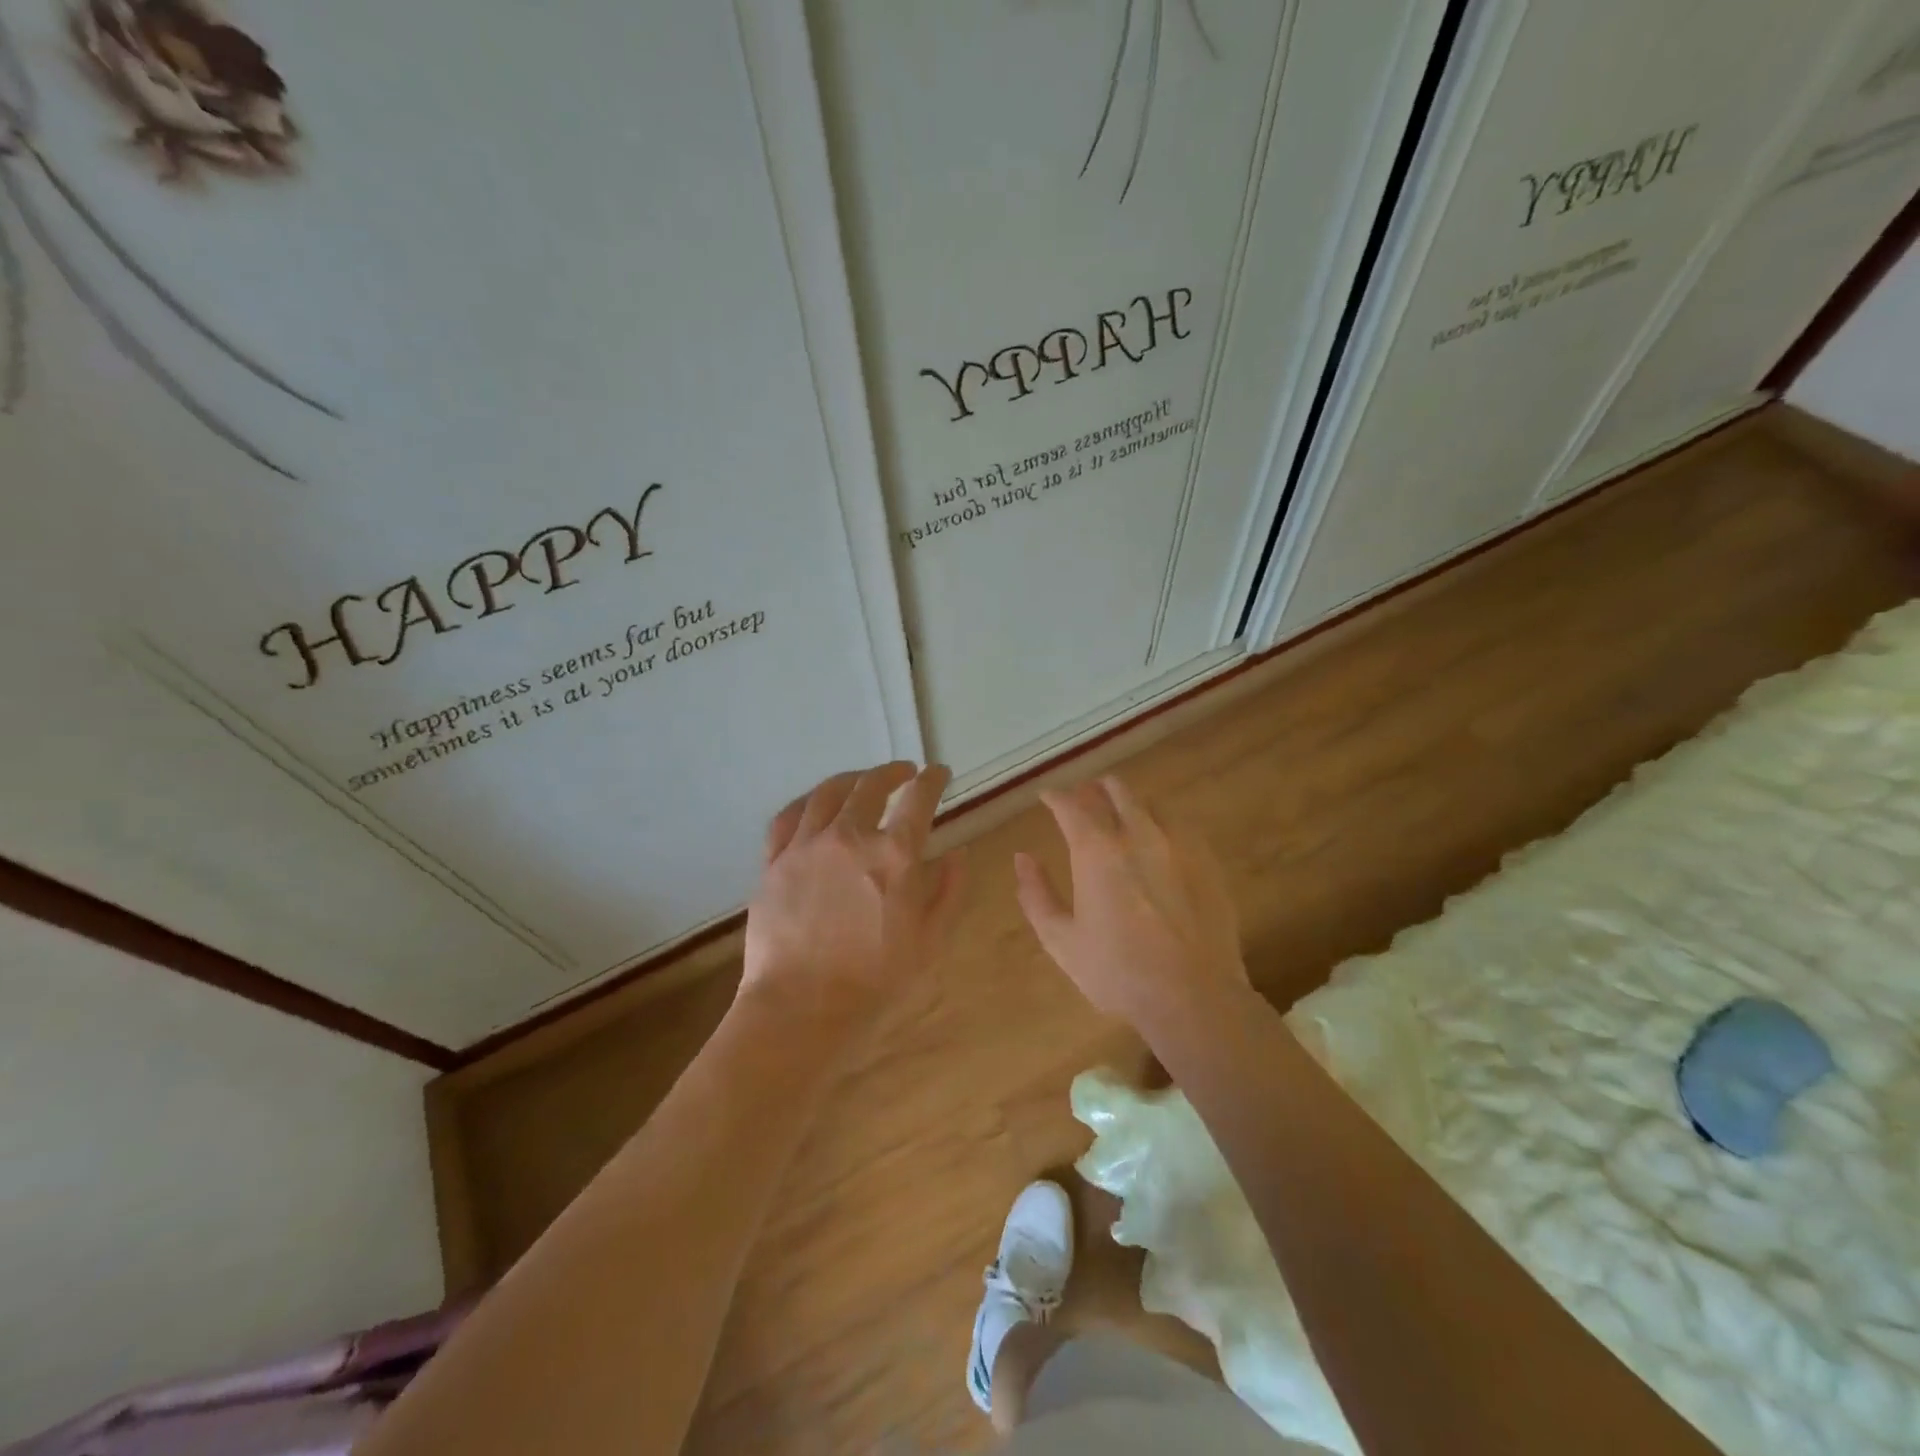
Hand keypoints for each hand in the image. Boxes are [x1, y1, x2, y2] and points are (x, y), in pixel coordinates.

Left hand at [741, 762, 963, 1027]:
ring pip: (828, 792)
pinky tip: (814, 804)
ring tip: (861, 780)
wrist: (802, 1008)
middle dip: (893, 771)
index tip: (939, 773)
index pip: (919, 798)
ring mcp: (806, 845)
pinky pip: (788, 816)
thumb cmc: (875, 980)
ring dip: (851, 779)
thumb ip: (948, 891)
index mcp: (895, 855)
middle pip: (871, 784)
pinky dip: (807, 801)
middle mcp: (850, 836)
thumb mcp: (930, 940)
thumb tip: (957, 853)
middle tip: (904, 772)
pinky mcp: (774, 861)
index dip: (933, 779)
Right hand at [1015, 776, 1247, 1026]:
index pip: (1071, 805)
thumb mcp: (1061, 940)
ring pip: (1151, 804)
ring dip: (1131, 804)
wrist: (1193, 996)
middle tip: (1086, 796)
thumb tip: (1022, 858)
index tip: (1047, 797)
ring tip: (1124, 816)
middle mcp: (1137, 834)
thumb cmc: (1117, 972)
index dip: (1056, 797)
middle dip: (1096, 788)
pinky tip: (1162, 842)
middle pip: (1116, 791)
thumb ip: (1037, 894)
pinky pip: (1182, 827)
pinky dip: (1163, 825)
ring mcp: (1178, 845)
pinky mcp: (1208, 862)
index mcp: (1096, 850)